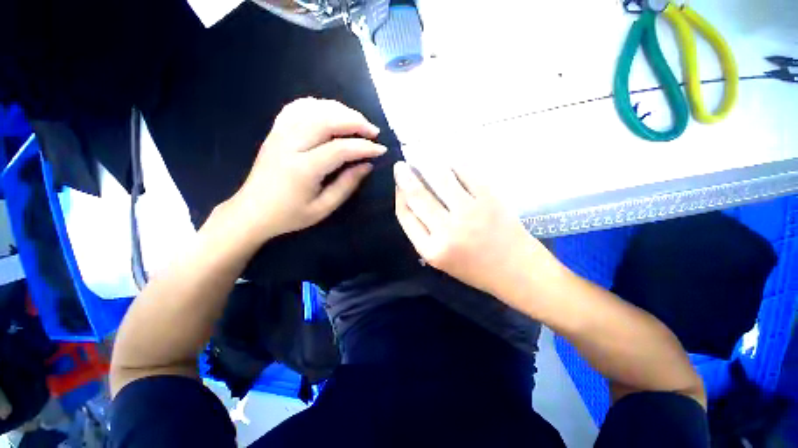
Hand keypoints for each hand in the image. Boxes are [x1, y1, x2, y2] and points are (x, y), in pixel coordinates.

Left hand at [231, 98, 385, 240]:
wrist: (252, 211)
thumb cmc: (289, 215)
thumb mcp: (323, 209)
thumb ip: (346, 185)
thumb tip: (367, 165)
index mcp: (303, 169)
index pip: (340, 149)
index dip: (364, 147)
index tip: (381, 149)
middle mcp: (290, 145)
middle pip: (326, 120)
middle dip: (355, 121)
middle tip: (373, 131)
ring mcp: (279, 134)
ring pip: (313, 108)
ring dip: (340, 110)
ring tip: (357, 121)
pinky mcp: (275, 131)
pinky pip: (297, 107)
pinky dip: (318, 104)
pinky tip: (331, 112)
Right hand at [394, 161, 559, 300]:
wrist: (516, 271)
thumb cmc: (474, 269)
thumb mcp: (440, 260)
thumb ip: (422, 234)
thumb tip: (409, 201)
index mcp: (431, 250)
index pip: (405, 215)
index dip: (399, 196)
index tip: (398, 184)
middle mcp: (447, 231)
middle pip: (418, 196)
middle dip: (405, 176)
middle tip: (401, 165)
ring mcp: (469, 212)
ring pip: (440, 178)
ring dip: (426, 163)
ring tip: (420, 155)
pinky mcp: (489, 199)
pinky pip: (466, 173)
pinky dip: (453, 164)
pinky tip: (447, 161)